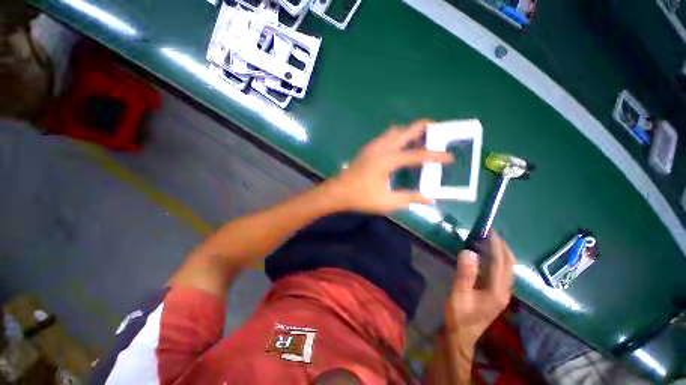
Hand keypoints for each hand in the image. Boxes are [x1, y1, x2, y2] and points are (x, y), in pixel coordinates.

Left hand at [327, 120, 452, 213]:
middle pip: (404, 131)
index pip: (416, 155)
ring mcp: (372, 146)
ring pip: (394, 131)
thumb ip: (409, 198)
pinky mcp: (367, 149)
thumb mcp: (386, 201)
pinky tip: (401, 145)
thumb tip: (430, 198)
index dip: (434, 156)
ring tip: (420, 136)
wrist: (338, 191)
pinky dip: (398, 135)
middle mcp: (381, 148)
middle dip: (421, 127)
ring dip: (408, 131)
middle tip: (437, 128)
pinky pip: (386, 136)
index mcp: (387, 160)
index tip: (449, 157)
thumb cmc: (361, 197)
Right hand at [445, 233, 515, 351]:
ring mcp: (501, 294)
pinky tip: (485, 257)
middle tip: (490, 233)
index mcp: (498, 291)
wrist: (460, 336)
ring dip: (500, 254)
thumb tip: (469, 251)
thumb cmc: (458, 315)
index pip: (501, 263)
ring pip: (506, 269)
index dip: (496, 246)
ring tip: (488, 241)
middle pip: (509, 265)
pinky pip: (499, 273)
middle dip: (502, 248)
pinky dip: (495, 261)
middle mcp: (504, 291)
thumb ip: (465, 273)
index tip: (489, 231)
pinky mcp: (494, 295)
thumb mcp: (459, 293)